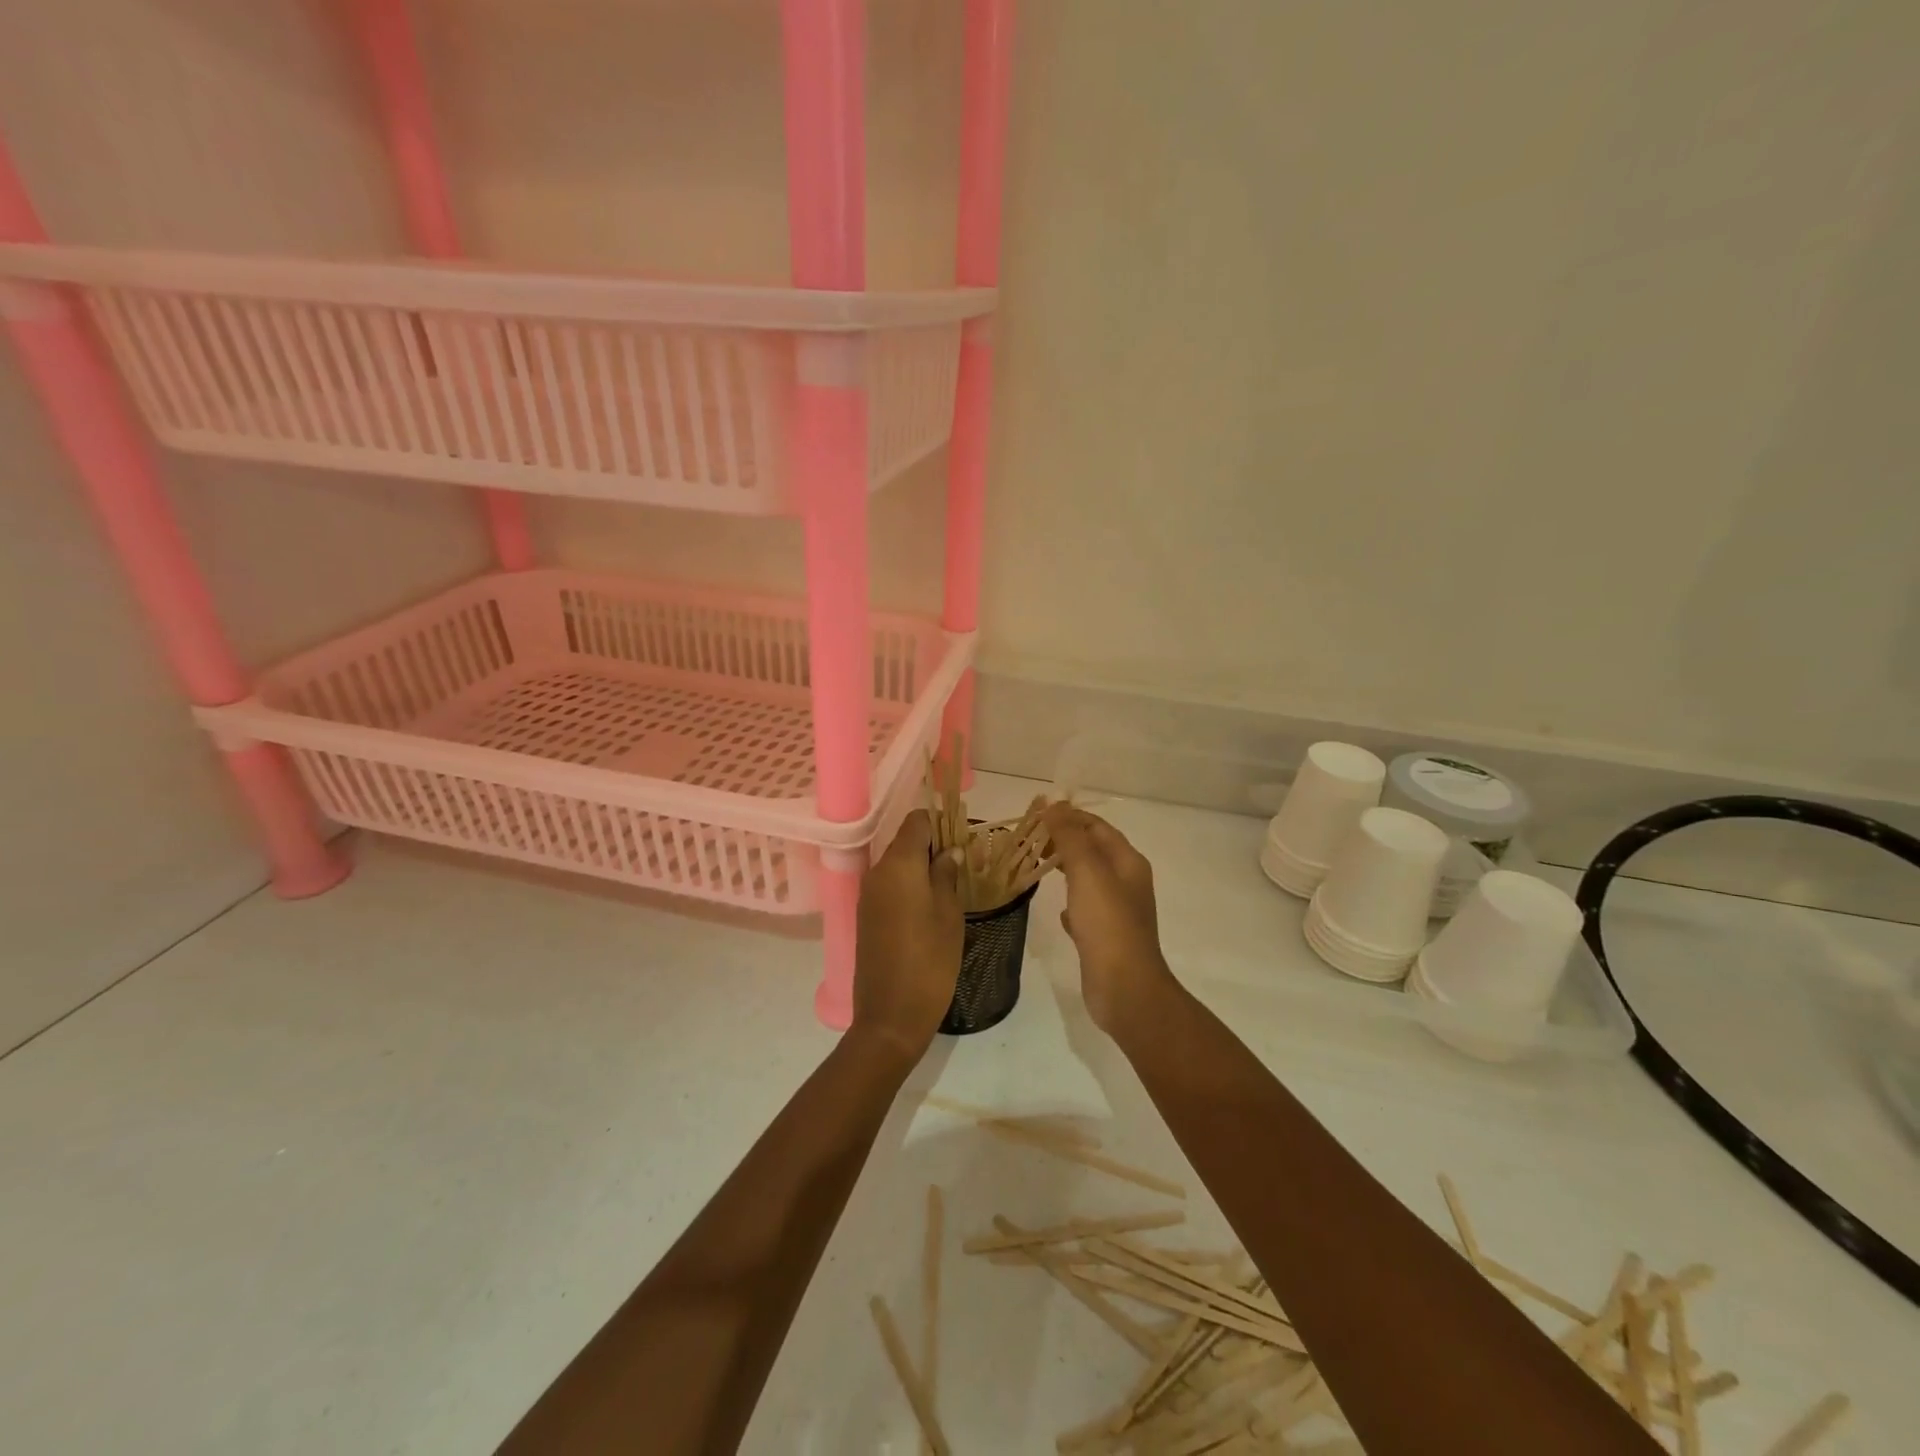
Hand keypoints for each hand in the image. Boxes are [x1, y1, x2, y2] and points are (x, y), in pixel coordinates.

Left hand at [852, 810, 963, 1060]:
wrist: (890, 1016)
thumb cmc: (929, 961)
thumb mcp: (949, 914)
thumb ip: (947, 875)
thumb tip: (948, 851)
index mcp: (899, 865)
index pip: (917, 822)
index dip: (940, 823)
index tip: (962, 839)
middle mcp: (877, 872)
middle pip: (905, 841)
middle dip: (932, 846)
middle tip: (961, 865)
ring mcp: (868, 895)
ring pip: (896, 864)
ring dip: (920, 867)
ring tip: (949, 887)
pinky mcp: (866, 915)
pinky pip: (888, 886)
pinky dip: (908, 886)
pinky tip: (928, 906)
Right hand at [1041, 804, 1180, 1035]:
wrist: (1125, 988)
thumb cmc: (1107, 924)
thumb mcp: (1087, 871)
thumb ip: (1070, 836)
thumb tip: (1054, 805)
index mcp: (1128, 862)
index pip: (1097, 827)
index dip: (1069, 817)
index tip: (1036, 815)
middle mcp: (1127, 883)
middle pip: (1093, 851)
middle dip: (1064, 841)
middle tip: (1030, 840)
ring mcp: (1118, 912)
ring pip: (1088, 880)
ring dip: (1065, 869)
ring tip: (1035, 866)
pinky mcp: (1105, 937)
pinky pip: (1086, 910)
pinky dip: (1070, 903)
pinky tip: (1057, 910)